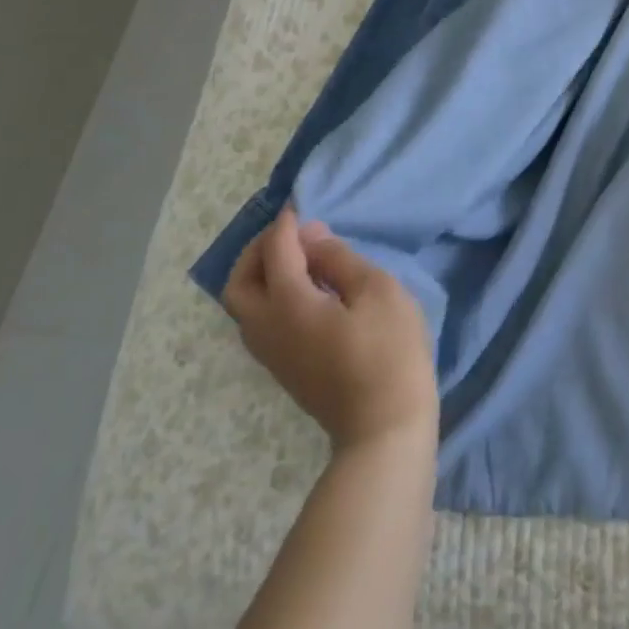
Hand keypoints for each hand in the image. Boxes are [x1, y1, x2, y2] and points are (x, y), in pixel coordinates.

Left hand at [223, 207, 437, 449]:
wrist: (383, 425)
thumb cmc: (388, 350)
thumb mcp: (377, 291)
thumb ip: (340, 260)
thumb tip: (312, 238)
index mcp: (288, 304)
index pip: (276, 251)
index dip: (286, 224)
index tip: (300, 203)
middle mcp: (267, 327)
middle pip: (240, 282)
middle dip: (258, 250)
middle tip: (290, 233)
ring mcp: (272, 353)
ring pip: (245, 305)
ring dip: (261, 274)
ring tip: (298, 259)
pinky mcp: (284, 369)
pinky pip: (259, 322)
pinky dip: (270, 295)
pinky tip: (304, 292)